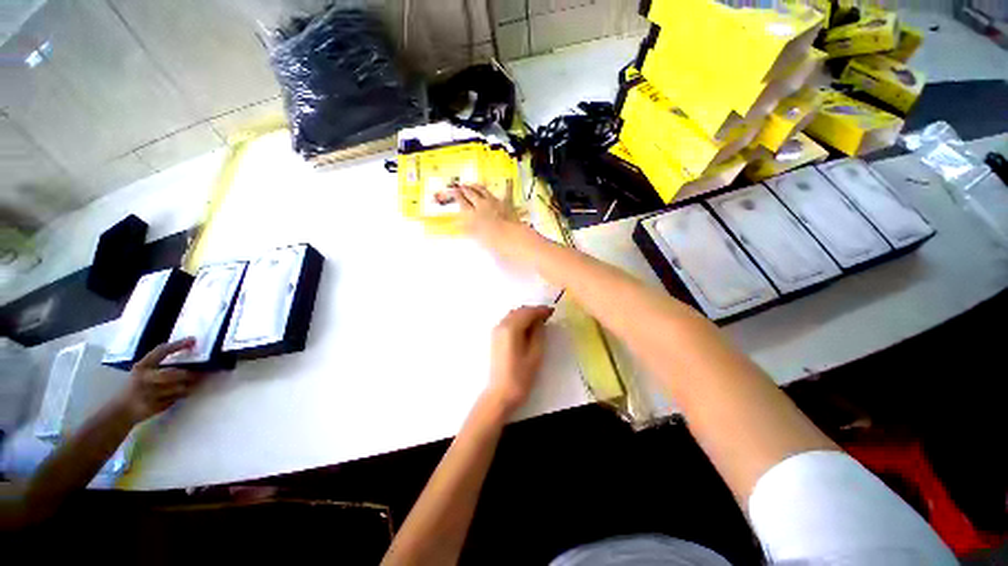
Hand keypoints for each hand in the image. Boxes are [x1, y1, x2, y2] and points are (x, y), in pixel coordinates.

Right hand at [113, 338, 204, 424]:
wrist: (121, 410)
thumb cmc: (136, 387)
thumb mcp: (143, 372)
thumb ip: (160, 365)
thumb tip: (188, 355)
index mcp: (142, 366)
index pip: (160, 351)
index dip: (177, 345)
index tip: (192, 340)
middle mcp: (144, 378)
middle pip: (171, 374)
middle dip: (187, 374)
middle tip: (199, 372)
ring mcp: (148, 394)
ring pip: (178, 388)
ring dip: (189, 385)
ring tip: (193, 383)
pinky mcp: (153, 406)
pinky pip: (175, 399)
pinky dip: (181, 396)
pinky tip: (181, 393)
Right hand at [452, 184, 527, 261]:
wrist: (509, 237)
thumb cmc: (490, 240)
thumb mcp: (474, 236)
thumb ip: (465, 228)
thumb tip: (457, 223)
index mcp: (471, 213)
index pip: (461, 201)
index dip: (457, 195)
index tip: (453, 190)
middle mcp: (481, 205)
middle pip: (471, 193)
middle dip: (465, 189)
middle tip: (461, 186)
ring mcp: (494, 202)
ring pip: (483, 191)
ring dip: (477, 187)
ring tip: (473, 185)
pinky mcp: (506, 203)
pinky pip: (504, 192)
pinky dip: (504, 187)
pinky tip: (506, 182)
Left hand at [485, 305, 553, 413]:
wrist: (500, 393)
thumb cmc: (520, 376)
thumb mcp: (535, 354)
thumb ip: (538, 333)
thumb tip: (540, 321)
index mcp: (511, 328)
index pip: (528, 312)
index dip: (541, 310)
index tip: (552, 311)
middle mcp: (501, 325)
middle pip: (519, 311)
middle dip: (533, 311)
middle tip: (547, 316)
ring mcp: (496, 331)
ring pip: (513, 315)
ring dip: (526, 315)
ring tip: (539, 322)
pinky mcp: (495, 337)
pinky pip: (508, 322)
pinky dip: (519, 320)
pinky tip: (527, 328)